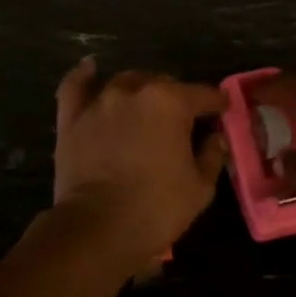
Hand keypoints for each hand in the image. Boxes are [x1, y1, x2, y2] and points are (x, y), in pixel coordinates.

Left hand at [53, 60, 227, 262]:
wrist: (98, 228)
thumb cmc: (156, 209)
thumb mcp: (200, 188)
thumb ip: (211, 155)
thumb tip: (215, 138)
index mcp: (170, 103)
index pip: (202, 94)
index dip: (217, 103)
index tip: (224, 110)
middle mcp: (134, 92)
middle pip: (162, 84)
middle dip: (177, 97)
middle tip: (183, 119)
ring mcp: (99, 102)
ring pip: (124, 83)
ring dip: (139, 90)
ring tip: (145, 106)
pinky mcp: (71, 117)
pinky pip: (75, 86)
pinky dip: (84, 76)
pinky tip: (90, 68)